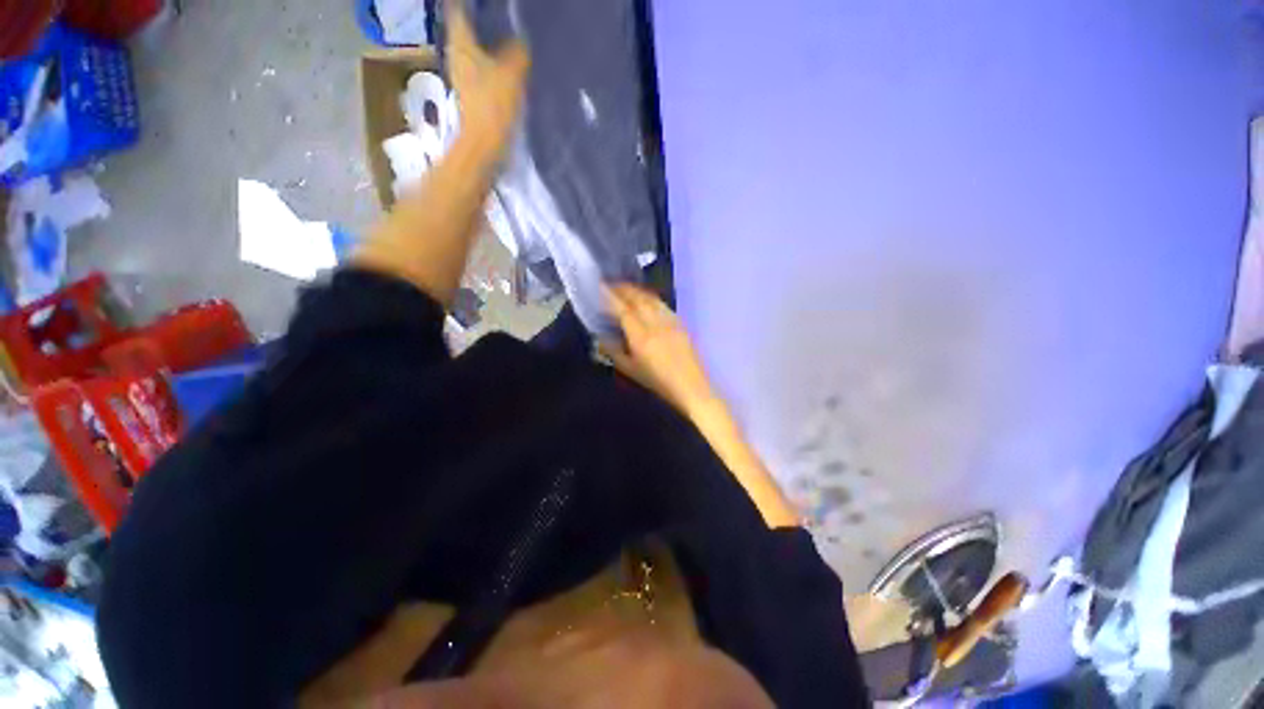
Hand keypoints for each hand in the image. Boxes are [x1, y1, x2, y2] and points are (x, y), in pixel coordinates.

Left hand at [446, 2, 529, 149]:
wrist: (485, 146)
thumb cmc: (493, 105)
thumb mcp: (511, 74)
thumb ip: (518, 52)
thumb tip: (522, 40)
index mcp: (461, 43)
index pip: (457, 9)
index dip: (467, 3)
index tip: (483, 2)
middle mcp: (457, 54)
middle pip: (464, 28)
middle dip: (478, 19)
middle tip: (499, 15)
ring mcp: (463, 75)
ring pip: (473, 48)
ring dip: (485, 41)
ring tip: (506, 35)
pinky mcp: (472, 93)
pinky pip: (481, 67)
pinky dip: (490, 61)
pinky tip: (505, 64)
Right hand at [601, 285, 716, 414]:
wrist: (690, 386)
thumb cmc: (658, 382)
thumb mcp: (631, 370)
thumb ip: (614, 352)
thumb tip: (602, 338)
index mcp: (641, 336)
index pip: (623, 310)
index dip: (611, 296)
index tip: (602, 286)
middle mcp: (655, 324)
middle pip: (638, 299)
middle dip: (624, 289)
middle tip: (612, 284)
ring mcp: (670, 322)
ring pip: (652, 299)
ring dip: (638, 291)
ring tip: (628, 288)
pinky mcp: (680, 323)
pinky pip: (663, 305)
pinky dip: (652, 298)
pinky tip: (648, 300)